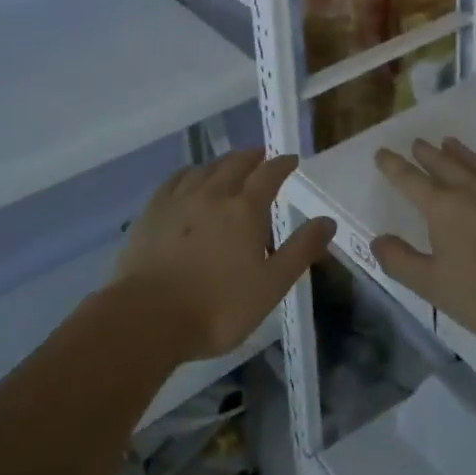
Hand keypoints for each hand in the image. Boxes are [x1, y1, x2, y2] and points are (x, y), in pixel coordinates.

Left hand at [115, 148, 335, 360]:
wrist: (147, 318)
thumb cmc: (217, 307)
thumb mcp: (271, 286)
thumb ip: (300, 250)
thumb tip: (327, 221)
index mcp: (245, 209)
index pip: (269, 174)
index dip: (282, 164)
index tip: (291, 160)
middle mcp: (214, 193)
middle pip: (236, 163)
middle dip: (252, 156)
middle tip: (261, 156)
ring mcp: (179, 199)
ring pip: (206, 168)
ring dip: (222, 162)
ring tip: (229, 164)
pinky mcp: (152, 211)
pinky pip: (175, 179)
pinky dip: (190, 173)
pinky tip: (189, 178)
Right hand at [371, 138, 475, 342]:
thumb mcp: (436, 288)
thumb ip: (402, 263)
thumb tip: (377, 240)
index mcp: (442, 207)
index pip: (410, 180)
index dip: (393, 166)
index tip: (382, 153)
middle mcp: (468, 188)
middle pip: (441, 163)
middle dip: (424, 153)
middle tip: (415, 144)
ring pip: (470, 160)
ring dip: (453, 151)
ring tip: (445, 142)